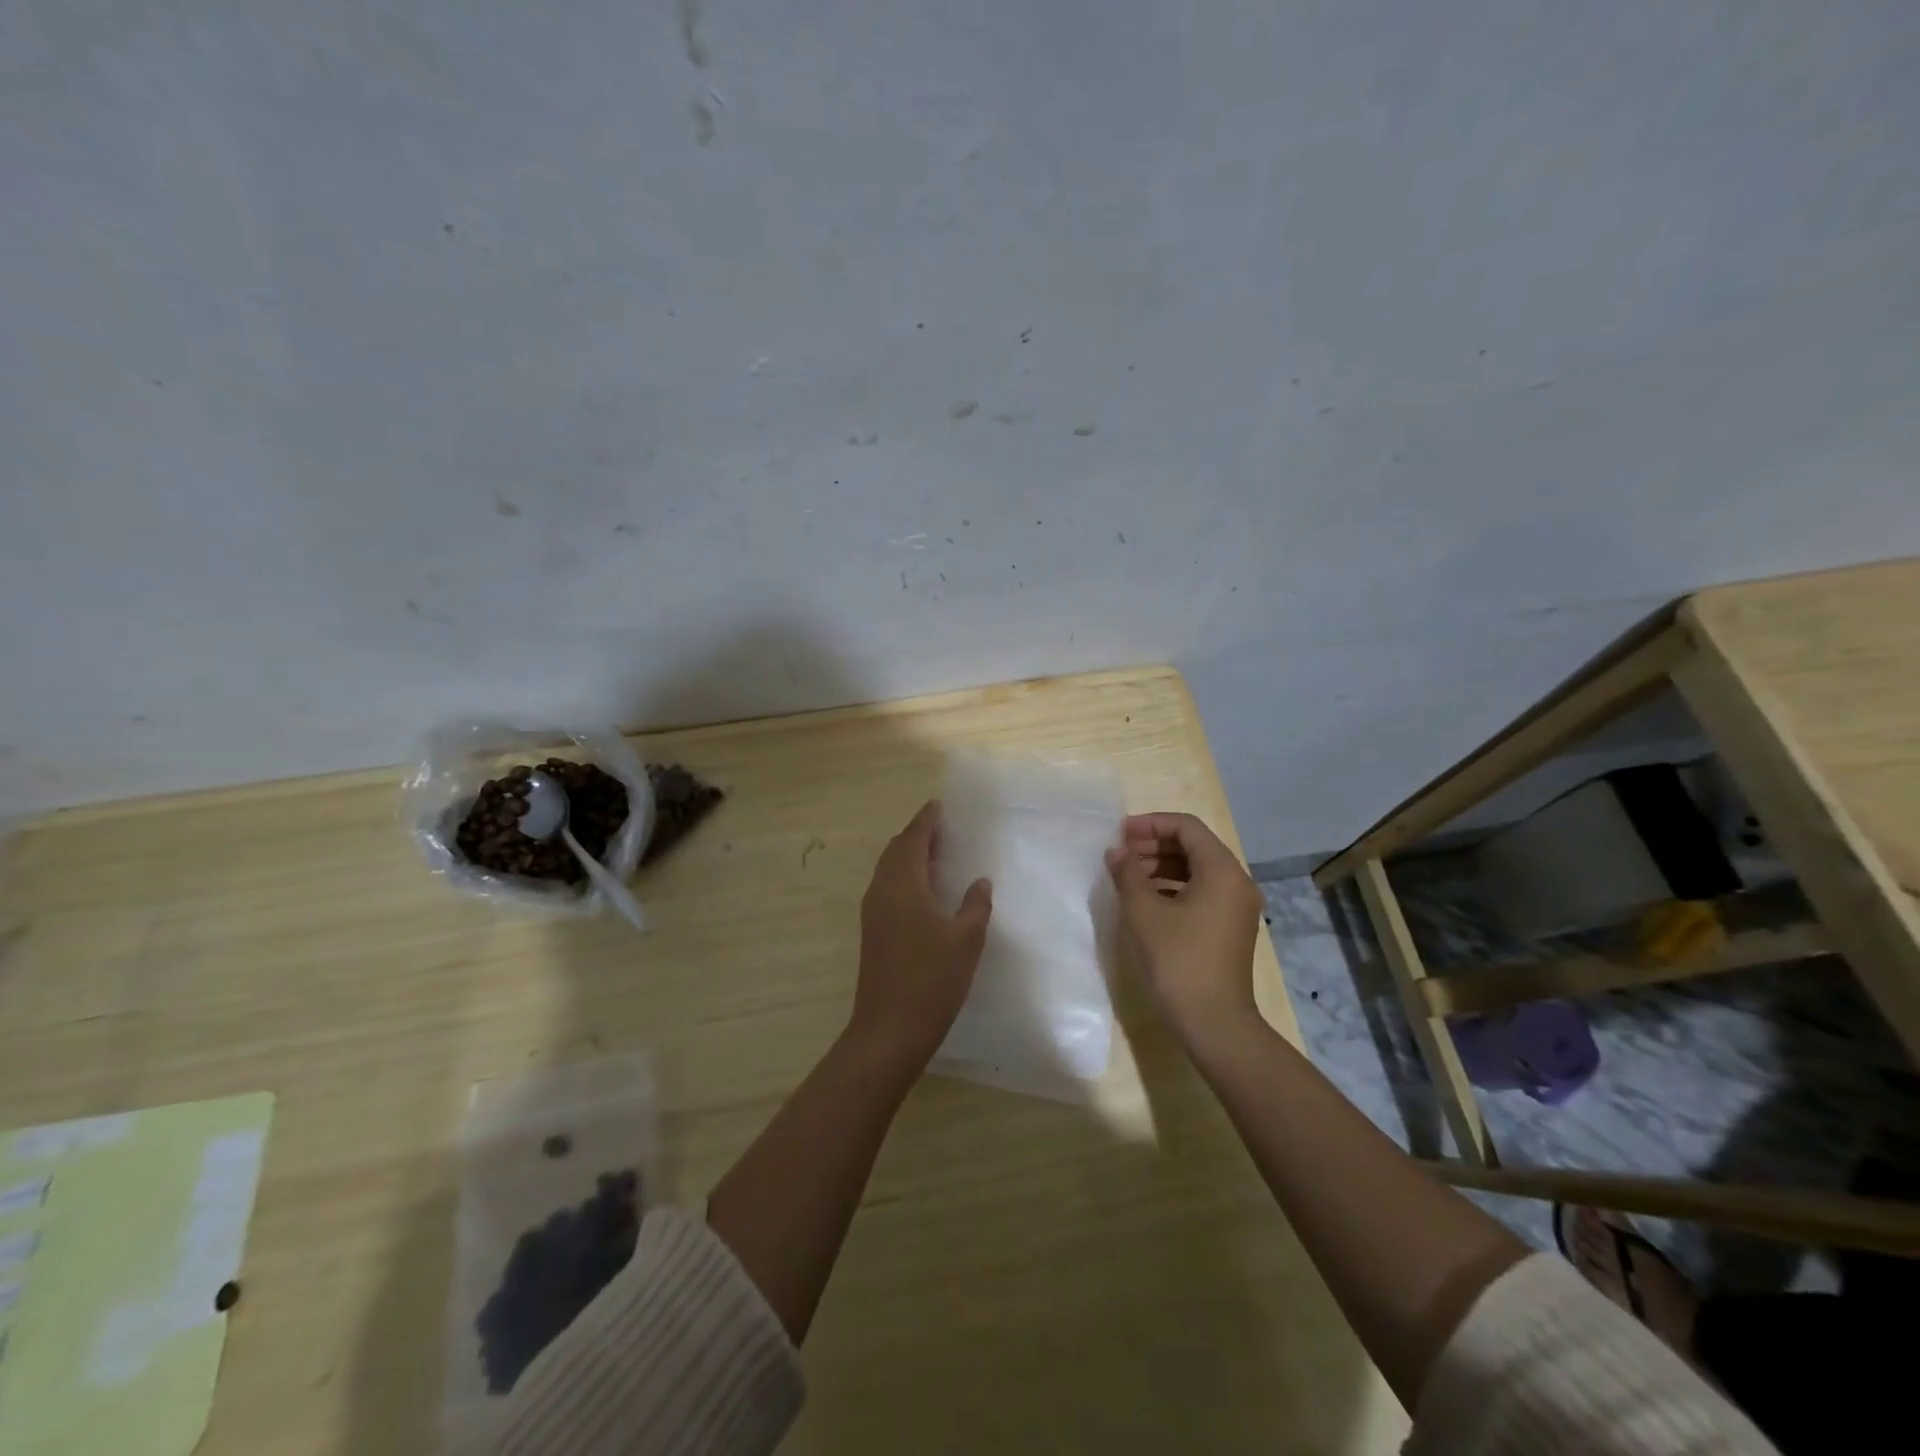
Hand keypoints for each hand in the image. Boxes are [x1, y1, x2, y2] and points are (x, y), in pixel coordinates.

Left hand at [847, 800, 992, 1074]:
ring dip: (908, 855)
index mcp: (903, 885)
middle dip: (916, 835)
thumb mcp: (965, 941)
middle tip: (941, 827)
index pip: (913, 840)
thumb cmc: (931, 980)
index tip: (939, 806)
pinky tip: (924, 889)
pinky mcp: (872, 932)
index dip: (926, 821)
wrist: (889, 1030)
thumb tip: (980, 882)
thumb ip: (974, 906)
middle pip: (896, 850)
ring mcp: (873, 913)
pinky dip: (904, 876)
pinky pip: (887, 887)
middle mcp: (882, 891)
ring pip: (888, 869)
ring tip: (935, 852)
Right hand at [1106, 812, 1263, 1042]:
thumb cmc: (1178, 960)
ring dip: (1161, 865)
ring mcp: (1237, 906)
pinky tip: (1146, 900)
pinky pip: (1202, 891)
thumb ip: (1128, 874)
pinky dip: (1173, 886)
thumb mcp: (1143, 912)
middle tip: (1120, 855)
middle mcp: (1236, 882)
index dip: (1151, 824)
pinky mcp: (1230, 927)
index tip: (1120, 835)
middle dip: (1154, 844)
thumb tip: (1117, 853)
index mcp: (1222, 871)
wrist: (1214, 1022)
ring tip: (1128, 876)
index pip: (1187, 827)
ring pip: (1197, 869)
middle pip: (1194, 846)